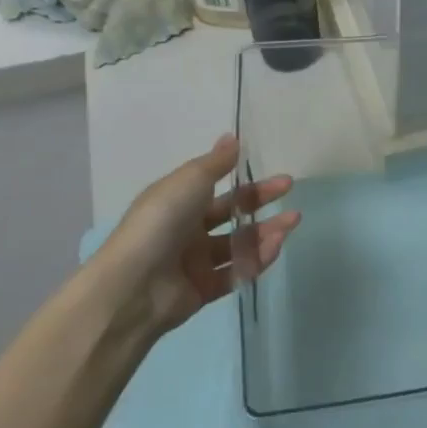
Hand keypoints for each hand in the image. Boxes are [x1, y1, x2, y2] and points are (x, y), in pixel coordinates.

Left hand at [87, 134, 299, 335]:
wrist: (134, 286)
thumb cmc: (160, 222)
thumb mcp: (189, 181)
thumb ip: (215, 162)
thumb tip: (232, 137)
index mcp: (177, 202)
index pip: (219, 188)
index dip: (246, 180)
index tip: (275, 173)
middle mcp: (186, 230)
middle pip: (231, 215)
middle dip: (261, 203)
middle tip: (290, 195)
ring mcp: (194, 262)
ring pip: (238, 244)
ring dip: (266, 232)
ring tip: (292, 222)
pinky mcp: (203, 290)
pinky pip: (236, 272)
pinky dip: (257, 260)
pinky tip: (276, 246)